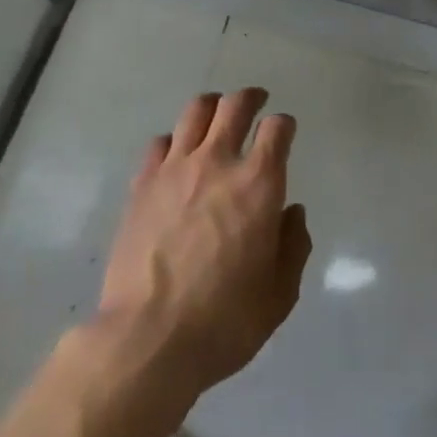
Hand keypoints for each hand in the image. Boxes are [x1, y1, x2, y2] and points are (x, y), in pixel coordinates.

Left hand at [97, 88, 312, 400]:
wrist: (148, 339)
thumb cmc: (224, 321)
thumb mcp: (279, 295)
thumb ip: (293, 246)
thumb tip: (291, 213)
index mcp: (258, 183)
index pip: (277, 128)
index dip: (284, 125)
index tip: (284, 131)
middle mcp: (218, 161)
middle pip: (235, 105)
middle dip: (250, 98)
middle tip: (256, 101)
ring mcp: (176, 168)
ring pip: (196, 111)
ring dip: (212, 106)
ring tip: (216, 112)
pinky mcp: (142, 183)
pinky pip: (160, 142)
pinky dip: (174, 140)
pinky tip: (176, 154)